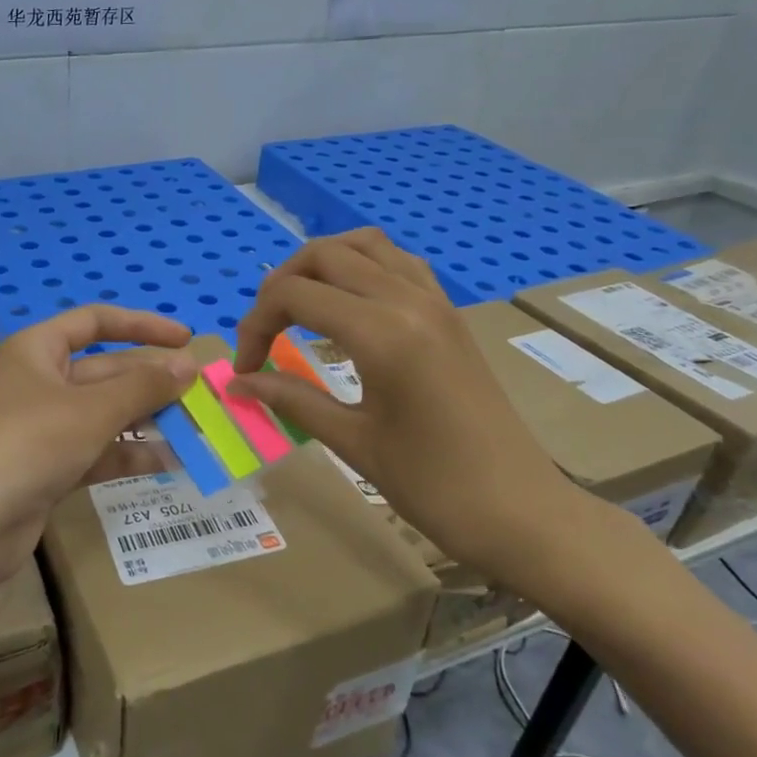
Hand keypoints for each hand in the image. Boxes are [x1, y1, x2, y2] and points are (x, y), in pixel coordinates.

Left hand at [0, 306, 199, 577]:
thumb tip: (189, 366)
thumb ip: (144, 387)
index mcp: (38, 350)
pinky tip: (169, 462)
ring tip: (196, 430)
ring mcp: (43, 427)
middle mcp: (40, 382)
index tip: (185, 340)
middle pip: (106, 371)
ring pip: (105, 414)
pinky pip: (97, 450)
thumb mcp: (91, 410)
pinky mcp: (48, 467)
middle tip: (201, 395)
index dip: (142, 325)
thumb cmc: (28, 444)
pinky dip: (129, 454)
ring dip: (147, 420)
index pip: (95, 322)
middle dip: (151, 382)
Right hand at [228, 230, 616, 599]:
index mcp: (382, 333)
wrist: (520, 511)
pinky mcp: (449, 314)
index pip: (294, 295)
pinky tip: (348, 306)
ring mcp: (435, 301)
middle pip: (324, 254)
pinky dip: (361, 267)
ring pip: (364, 245)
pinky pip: (398, 263)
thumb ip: (290, 399)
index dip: (254, 325)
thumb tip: (235, 383)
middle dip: (279, 286)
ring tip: (299, 308)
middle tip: (264, 334)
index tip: (246, 369)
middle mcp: (408, 300)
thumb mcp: (353, 441)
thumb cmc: (433, 485)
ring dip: (321, 265)